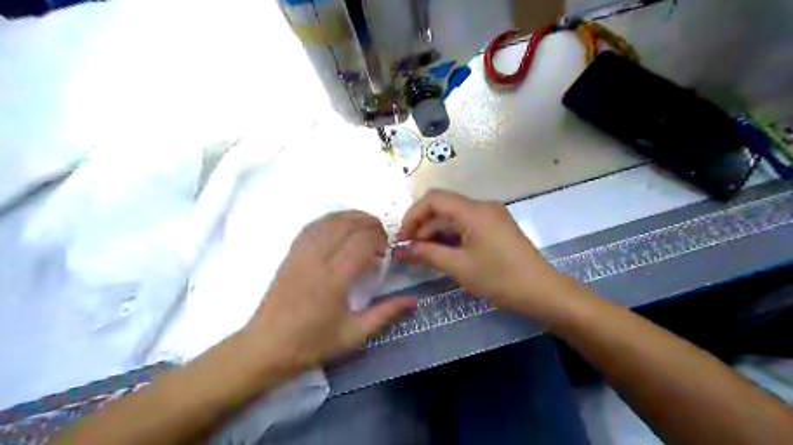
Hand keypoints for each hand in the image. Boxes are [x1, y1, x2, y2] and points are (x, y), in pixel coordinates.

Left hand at [246, 210, 416, 369]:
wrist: (266, 347)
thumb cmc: (312, 343)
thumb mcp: (354, 335)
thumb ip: (386, 314)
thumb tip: (414, 300)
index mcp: (334, 278)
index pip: (362, 241)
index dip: (380, 239)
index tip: (386, 252)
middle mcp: (317, 259)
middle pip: (347, 224)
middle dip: (370, 224)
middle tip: (381, 239)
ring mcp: (301, 253)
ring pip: (330, 221)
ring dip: (352, 218)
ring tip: (366, 228)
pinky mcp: (290, 253)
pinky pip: (313, 226)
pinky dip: (331, 220)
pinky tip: (340, 228)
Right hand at [396, 190, 577, 320]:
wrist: (542, 291)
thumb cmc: (499, 278)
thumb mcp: (459, 267)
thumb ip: (427, 254)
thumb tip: (402, 250)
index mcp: (473, 211)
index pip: (433, 199)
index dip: (413, 215)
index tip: (402, 238)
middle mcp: (482, 206)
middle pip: (443, 207)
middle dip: (422, 226)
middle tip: (409, 250)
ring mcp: (491, 215)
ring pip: (453, 216)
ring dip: (435, 232)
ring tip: (422, 254)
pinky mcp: (495, 226)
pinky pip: (466, 224)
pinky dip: (450, 236)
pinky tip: (442, 252)